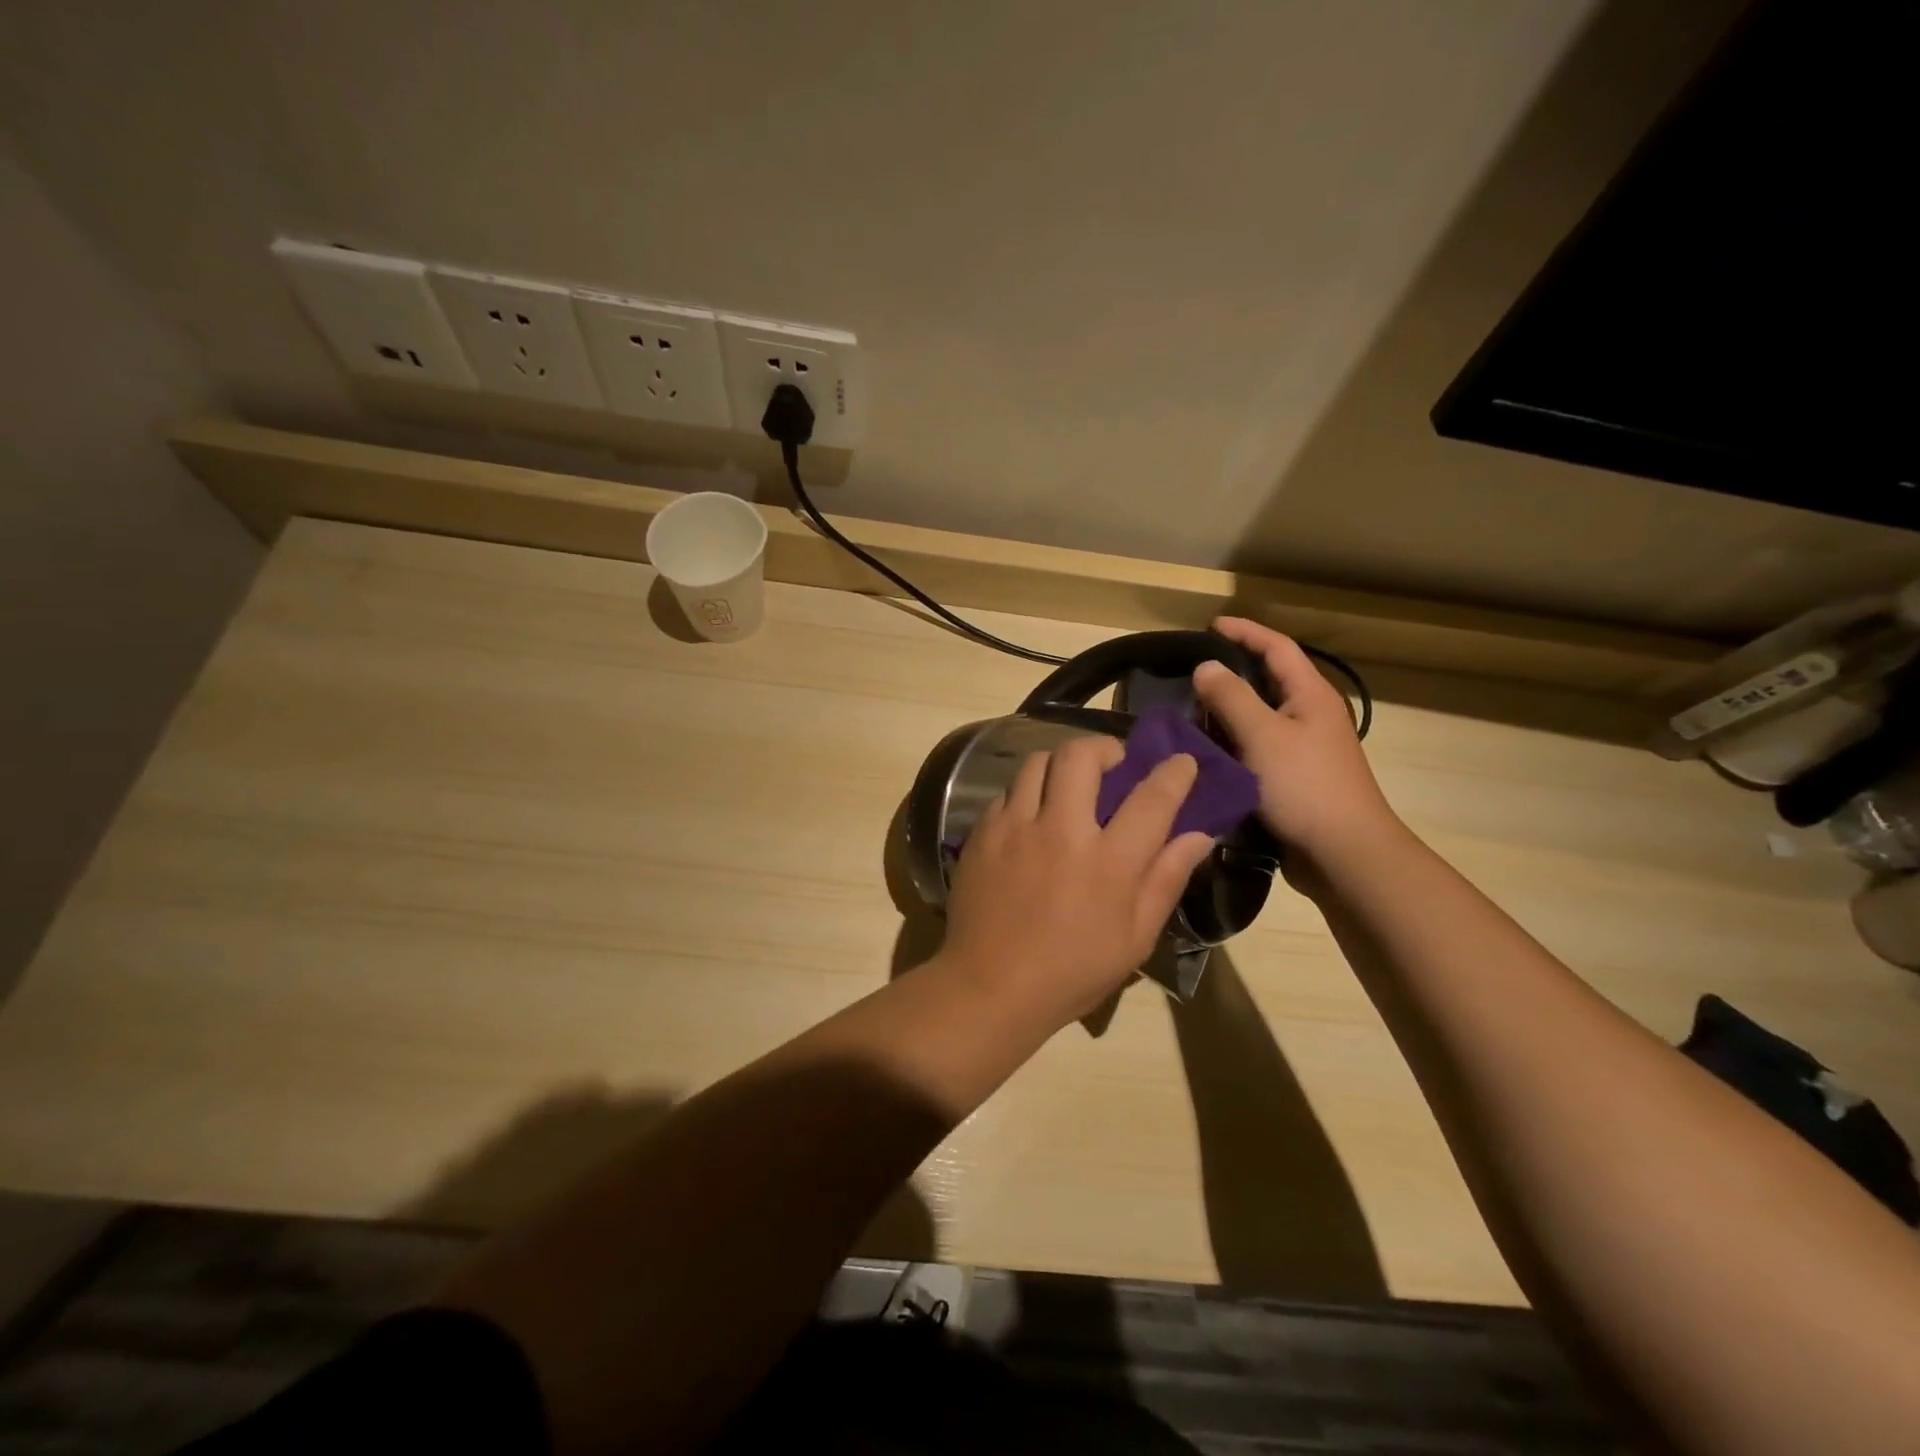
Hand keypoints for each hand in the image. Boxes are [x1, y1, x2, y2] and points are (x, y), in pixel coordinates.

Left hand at [938, 735, 1215, 1030]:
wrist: (989, 987)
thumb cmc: (1072, 971)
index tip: (1182, 762)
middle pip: (1081, 756)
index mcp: (1108, 862)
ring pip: (1037, 763)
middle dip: (1104, 748)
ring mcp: (1015, 827)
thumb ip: (1166, 879)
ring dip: (1061, 765)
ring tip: (1069, 787)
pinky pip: (1008, 793)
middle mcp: (1060, 831)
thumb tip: (1198, 835)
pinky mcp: (982, 833)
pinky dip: (1027, 794)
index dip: (1173, 773)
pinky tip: (1032, 819)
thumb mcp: (1135, 938)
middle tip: (1112, 766)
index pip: (1151, 798)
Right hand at [1192, 617, 1402, 871]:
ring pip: (1259, 717)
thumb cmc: (1305, 786)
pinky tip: (1206, 752)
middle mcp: (1310, 715)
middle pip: (1268, 681)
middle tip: (1190, 673)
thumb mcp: (1262, 736)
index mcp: (1310, 695)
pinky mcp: (1294, 778)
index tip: (1210, 625)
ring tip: (1189, 712)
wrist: (1344, 853)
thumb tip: (1206, 667)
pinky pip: (1257, 748)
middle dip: (1231, 672)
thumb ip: (1231, 697)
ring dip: (1227, 712)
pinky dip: (1232, 743)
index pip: (1277, 647)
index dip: (1245, 631)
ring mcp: (1303, 748)